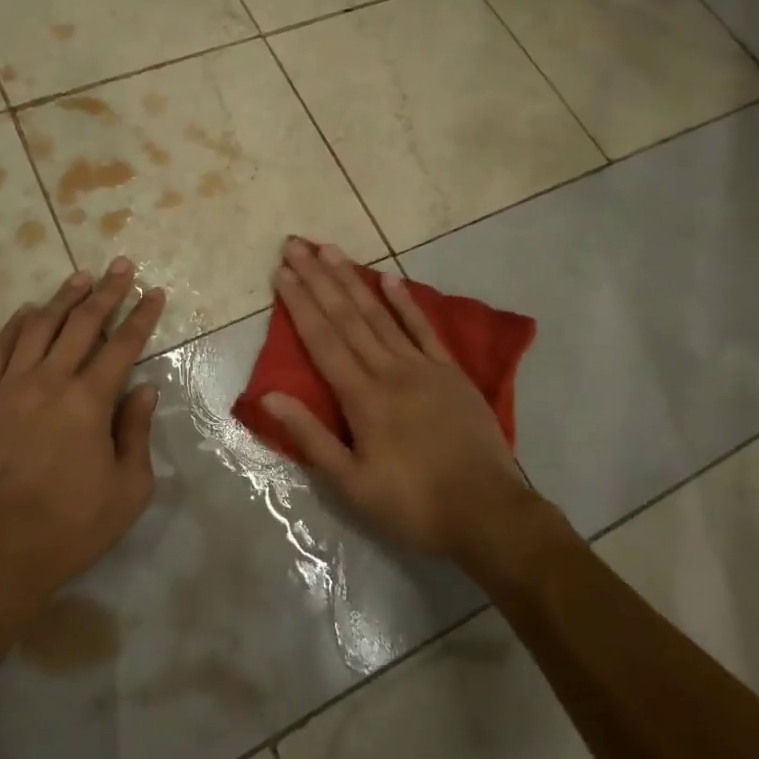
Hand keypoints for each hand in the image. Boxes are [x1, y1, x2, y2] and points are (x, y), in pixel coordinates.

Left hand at [0, 258, 167, 605]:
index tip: (154, 292)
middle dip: (106, 292)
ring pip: (39, 328)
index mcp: (89, 401)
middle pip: (82, 324)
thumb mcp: (127, 490)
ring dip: (62, 299)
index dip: (142, 316)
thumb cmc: (69, 526)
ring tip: (78, 277)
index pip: (123, 345)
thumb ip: (136, 433)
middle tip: (120, 266)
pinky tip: (26, 312)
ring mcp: (9, 388)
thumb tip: (143, 390)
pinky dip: (14, 327)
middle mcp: (50, 382)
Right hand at [261, 239, 534, 561]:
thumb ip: (311, 437)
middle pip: (346, 317)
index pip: (322, 340)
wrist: (488, 512)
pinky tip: (389, 279)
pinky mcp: (450, 372)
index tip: (282, 273)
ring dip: (352, 280)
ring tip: (331, 250)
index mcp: (362, 397)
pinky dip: (405, 302)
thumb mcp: (351, 484)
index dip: (299, 304)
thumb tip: (270, 396)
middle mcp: (388, 370)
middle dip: (318, 279)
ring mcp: (422, 367)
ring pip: (379, 314)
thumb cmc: (413, 504)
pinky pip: (423, 329)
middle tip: (297, 245)